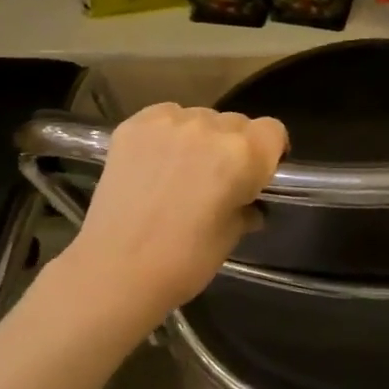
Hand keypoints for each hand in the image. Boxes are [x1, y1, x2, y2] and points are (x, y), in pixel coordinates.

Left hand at [63, 104, 286, 322]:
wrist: (115, 271)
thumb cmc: (185, 261)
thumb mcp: (232, 236)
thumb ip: (246, 207)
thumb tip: (250, 204)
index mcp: (243, 154)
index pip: (272, 131)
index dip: (269, 152)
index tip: (258, 174)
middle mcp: (210, 127)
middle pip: (236, 123)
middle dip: (233, 146)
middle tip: (217, 179)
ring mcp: (170, 123)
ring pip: (200, 118)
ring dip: (200, 139)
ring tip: (180, 172)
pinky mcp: (135, 125)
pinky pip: (165, 117)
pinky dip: (167, 134)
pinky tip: (155, 163)